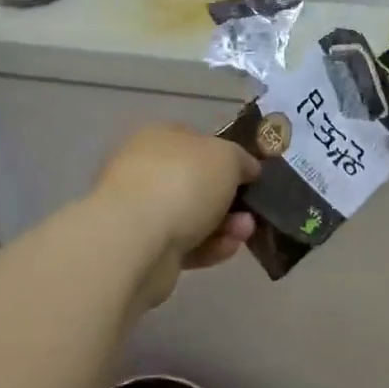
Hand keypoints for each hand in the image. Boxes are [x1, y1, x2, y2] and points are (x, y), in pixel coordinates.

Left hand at [91, 125, 259, 307]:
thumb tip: (247, 169)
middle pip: (196, 182)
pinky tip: (228, 248)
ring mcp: (141, 212)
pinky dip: (209, 247)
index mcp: (158, 137)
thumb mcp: (227, 156)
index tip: (250, 174)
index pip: (195, 140)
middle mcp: (145, 170)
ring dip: (225, 224)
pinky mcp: (143, 250)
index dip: (225, 155)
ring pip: (193, 216)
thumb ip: (241, 160)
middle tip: (252, 208)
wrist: (137, 240)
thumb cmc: (183, 181)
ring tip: (245, 232)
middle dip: (229, 197)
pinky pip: (185, 245)